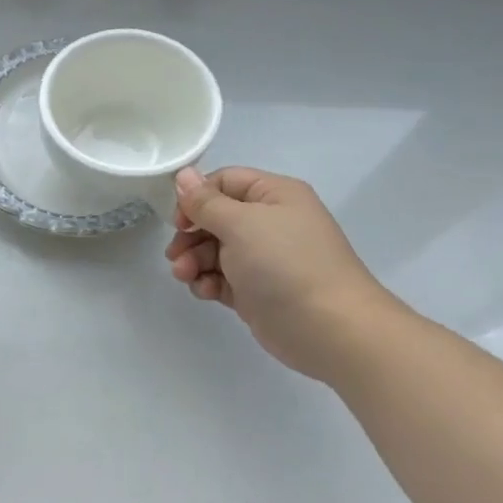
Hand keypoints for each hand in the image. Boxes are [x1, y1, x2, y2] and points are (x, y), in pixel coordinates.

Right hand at [165, 166, 401, 381]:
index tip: (178, 220)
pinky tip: (205, 292)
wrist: (328, 328)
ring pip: (214, 250)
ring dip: (193, 261)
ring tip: (185, 276)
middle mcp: (270, 222)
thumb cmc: (284, 263)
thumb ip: (205, 202)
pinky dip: (208, 282)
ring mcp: (264, 258)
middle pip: (215, 218)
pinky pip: (222, 278)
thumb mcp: (240, 223)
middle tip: (175, 254)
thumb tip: (183, 174)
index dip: (197, 197)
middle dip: (191, 235)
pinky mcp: (256, 290)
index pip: (224, 182)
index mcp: (274, 195)